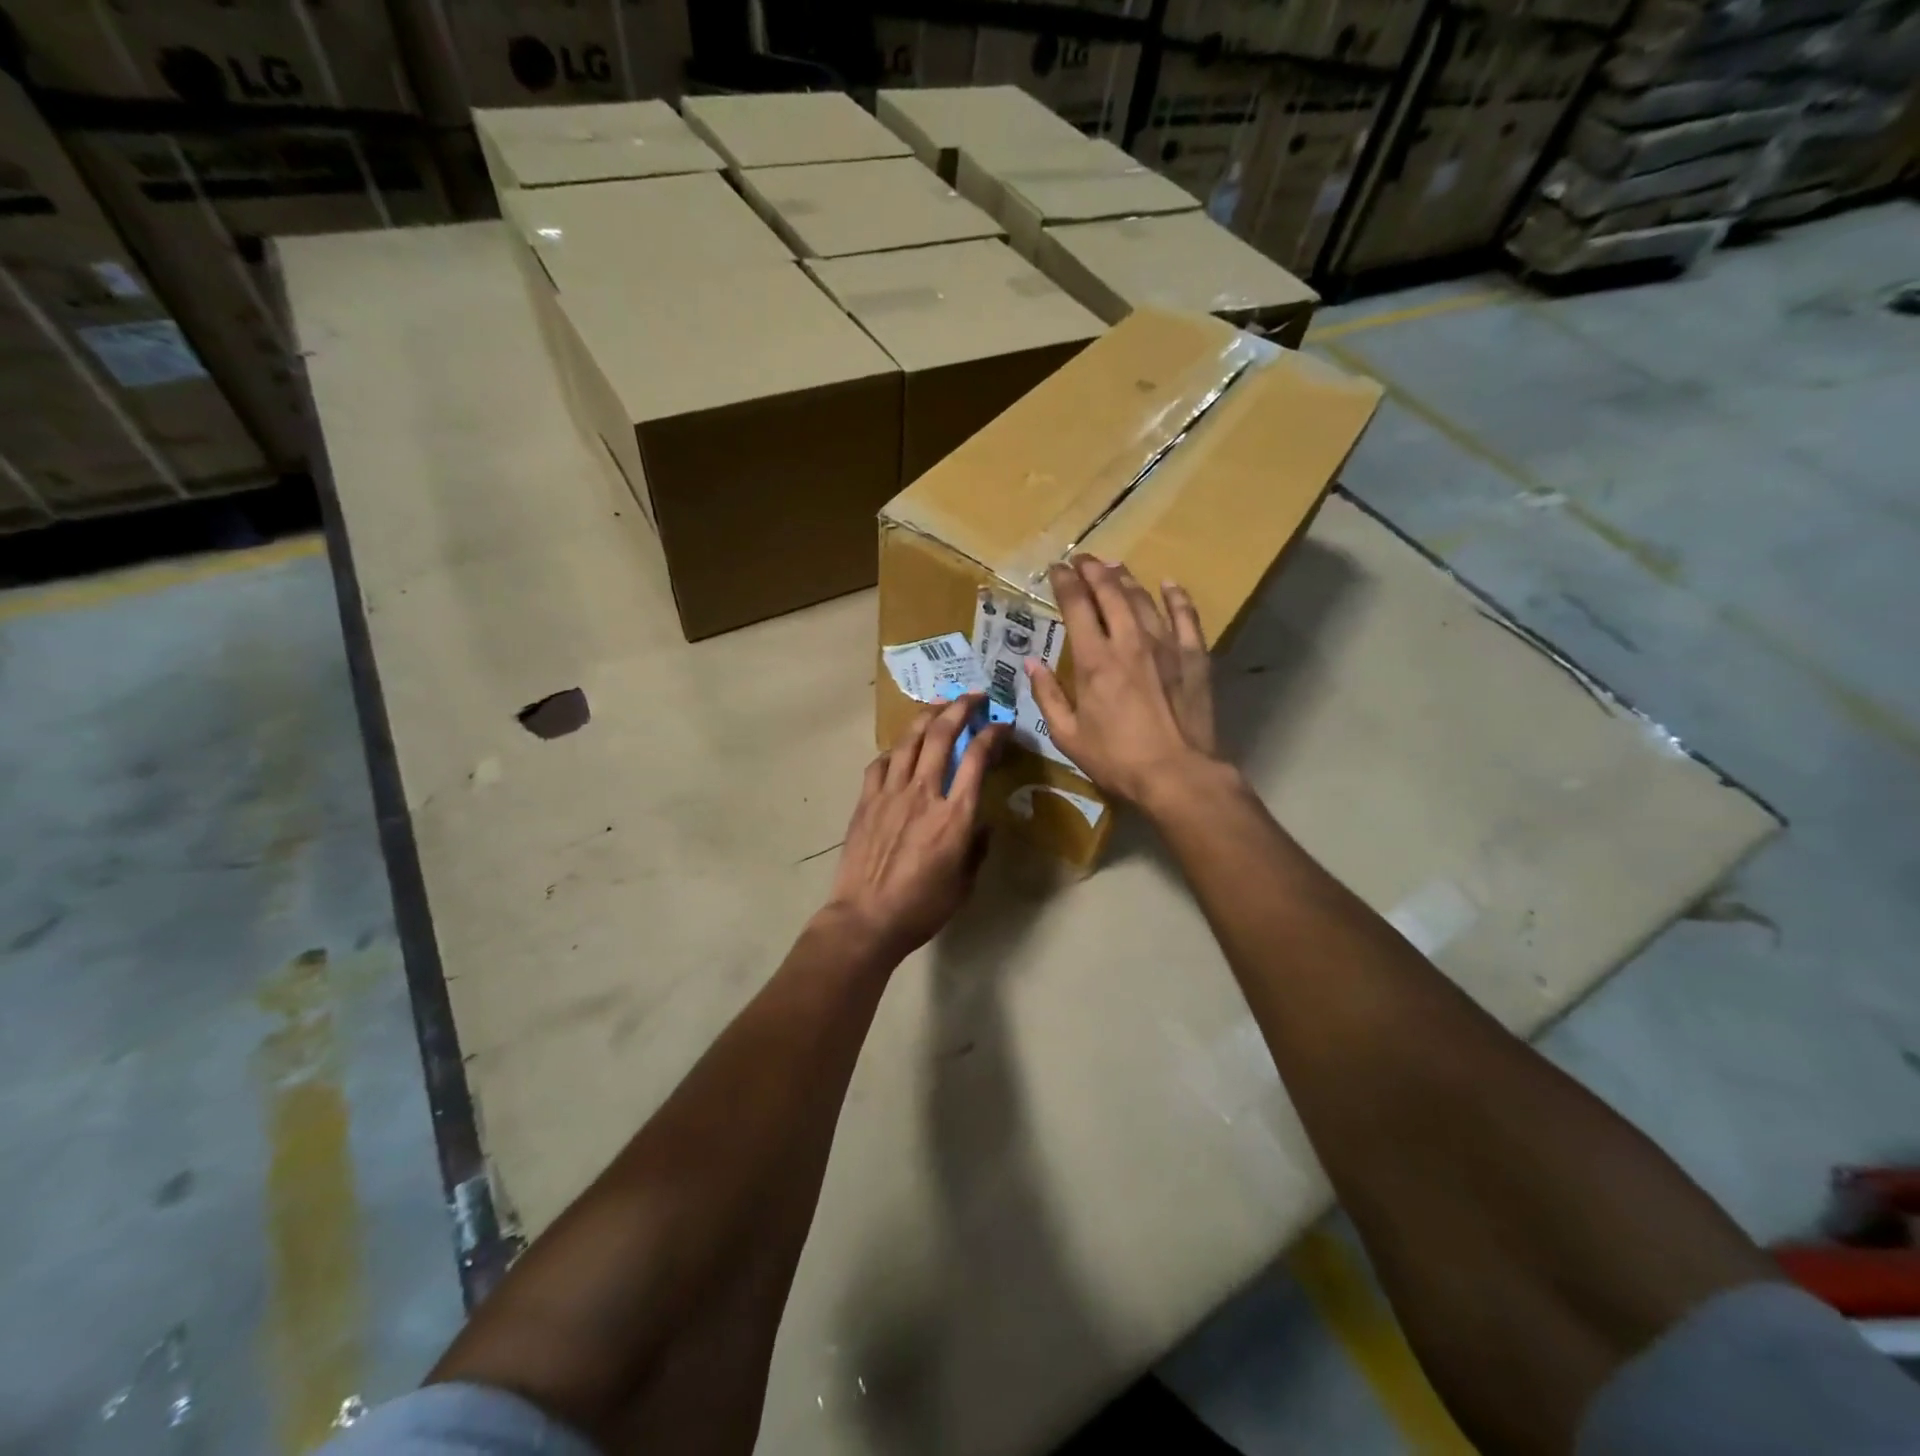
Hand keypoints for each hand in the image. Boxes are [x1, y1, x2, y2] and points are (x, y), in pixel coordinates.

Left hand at [822, 695, 1008, 962]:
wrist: (866, 919)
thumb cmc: (922, 907)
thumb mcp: (964, 883)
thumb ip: (976, 847)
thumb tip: (981, 825)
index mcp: (954, 815)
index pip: (977, 758)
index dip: (992, 734)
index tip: (1001, 726)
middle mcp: (923, 793)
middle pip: (942, 735)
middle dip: (960, 708)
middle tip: (974, 697)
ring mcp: (890, 793)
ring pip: (909, 740)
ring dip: (927, 716)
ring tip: (939, 705)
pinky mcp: (866, 801)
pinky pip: (880, 763)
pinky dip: (894, 750)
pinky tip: (900, 749)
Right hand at [1025, 556, 1218, 806]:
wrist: (1177, 774)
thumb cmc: (1116, 759)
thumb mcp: (1068, 735)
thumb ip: (1047, 695)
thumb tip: (1030, 663)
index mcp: (1094, 659)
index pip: (1077, 605)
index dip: (1065, 582)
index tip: (1057, 569)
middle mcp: (1129, 641)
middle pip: (1110, 591)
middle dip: (1093, 570)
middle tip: (1082, 560)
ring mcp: (1166, 645)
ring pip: (1144, 598)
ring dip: (1126, 578)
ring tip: (1114, 567)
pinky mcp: (1194, 656)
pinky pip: (1186, 616)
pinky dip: (1176, 596)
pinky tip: (1168, 584)